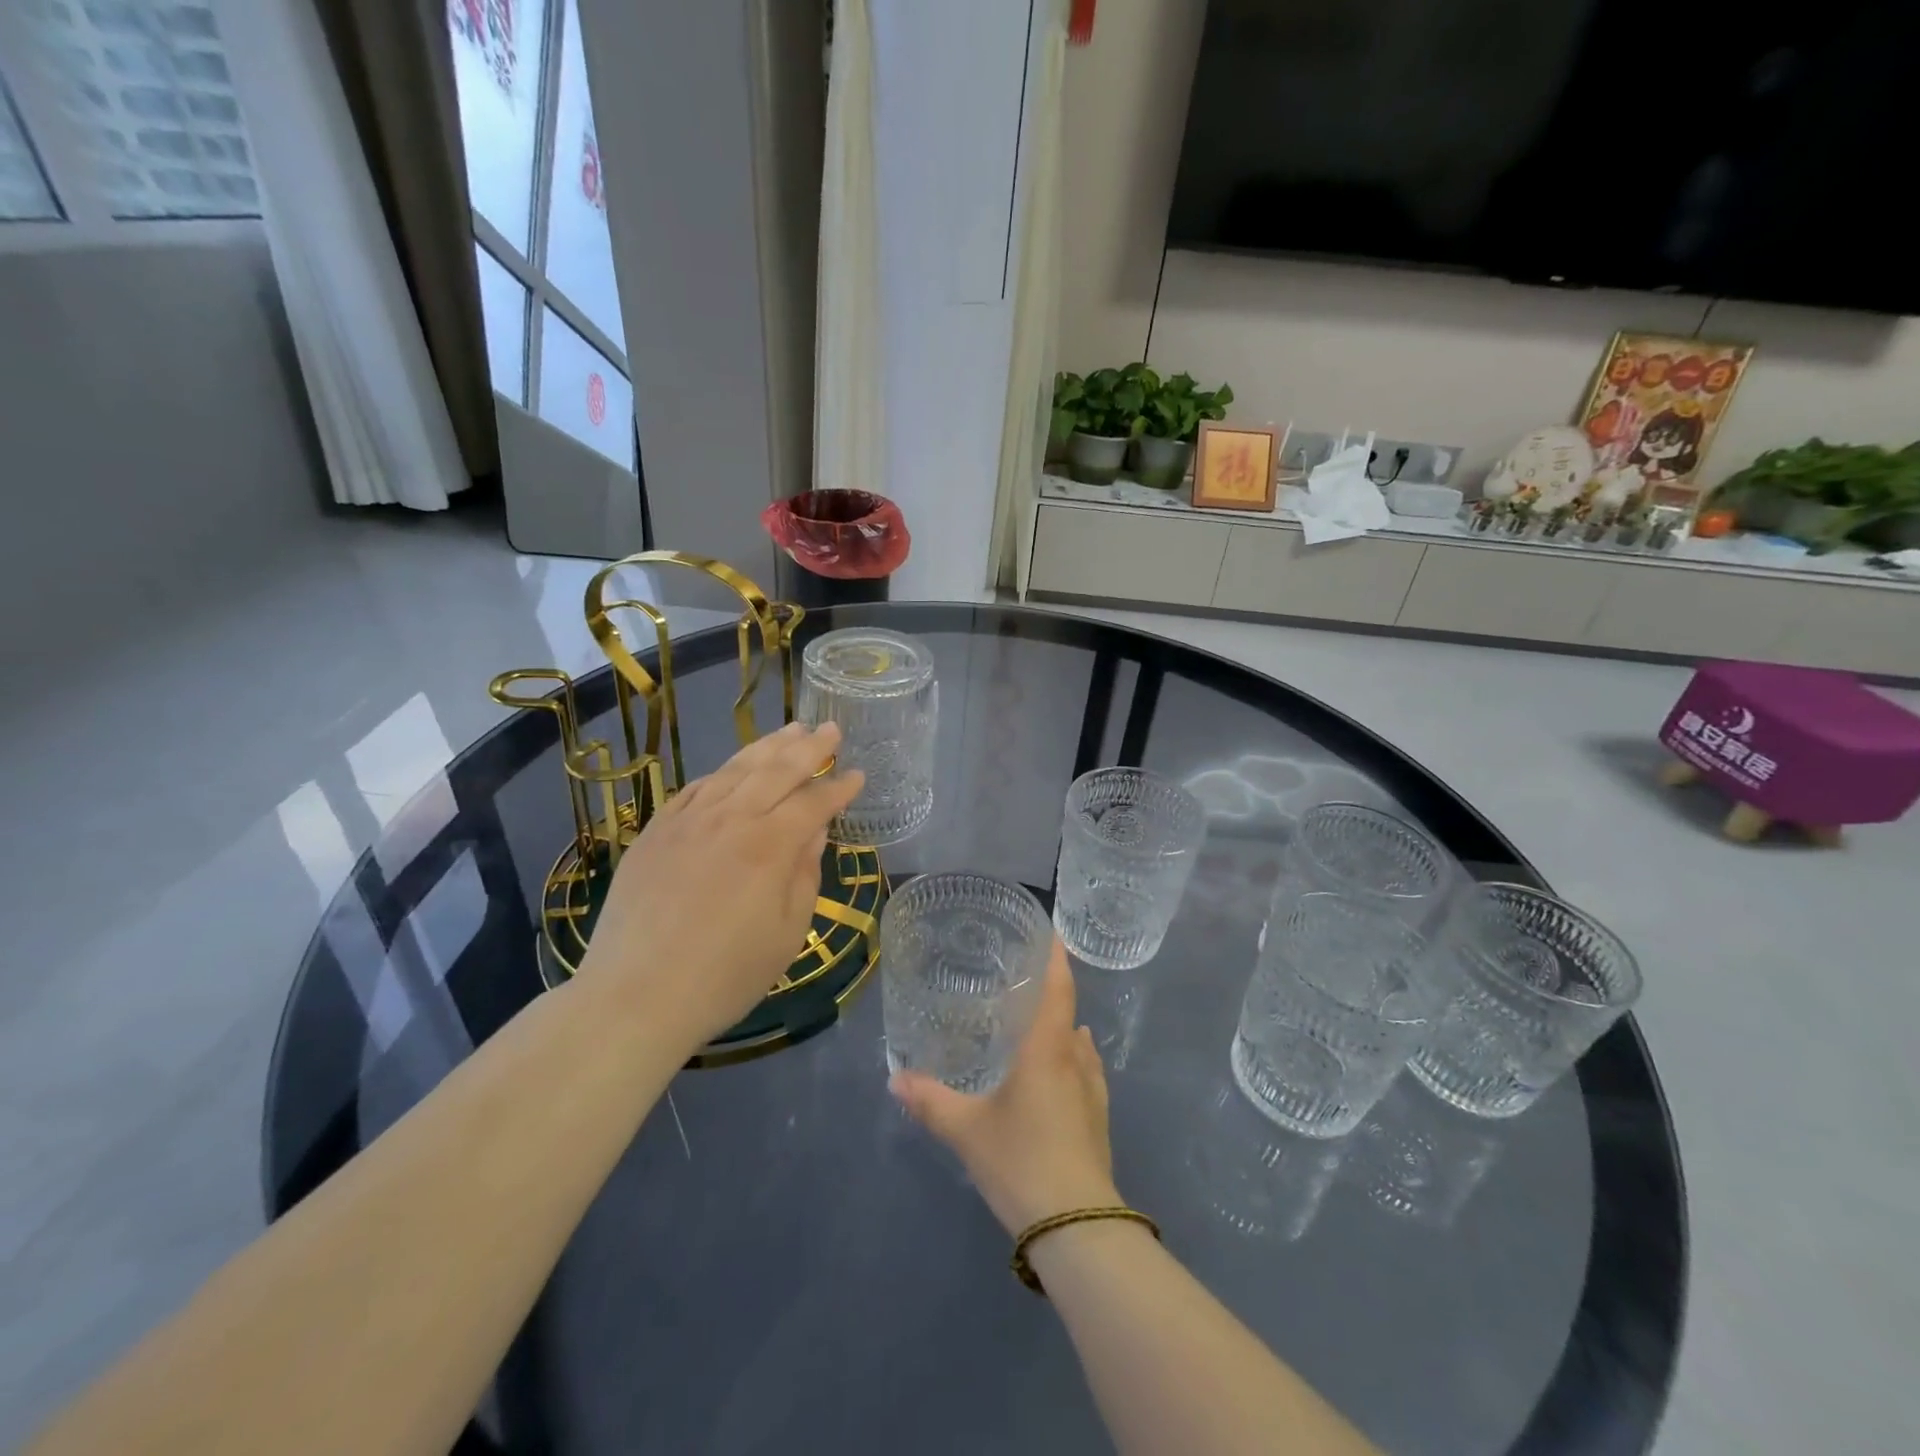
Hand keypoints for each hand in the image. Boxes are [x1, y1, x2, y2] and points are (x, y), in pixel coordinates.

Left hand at [578, 722, 862, 1052]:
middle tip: (830, 728)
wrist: (636, 996)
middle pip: (777, 770)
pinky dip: (723, 772)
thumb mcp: (788, 932)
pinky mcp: (657, 831)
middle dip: (810, 747)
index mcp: (769, 846)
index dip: (839, 787)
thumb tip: (814, 830)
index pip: (814, 802)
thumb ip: (805, 873)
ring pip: (735, 769)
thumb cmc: (726, 975)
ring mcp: (688, 821)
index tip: (857, 775)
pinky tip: (734, 768)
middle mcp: (731, 819)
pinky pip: (696, 788)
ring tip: (791, 730)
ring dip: (767, 747)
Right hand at [890, 940, 1119, 1234]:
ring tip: (1038, 1023)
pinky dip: (1071, 1061)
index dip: (1055, 957)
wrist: (1078, 1227)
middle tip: (1024, 980)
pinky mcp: (1099, 1122)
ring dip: (1064, 1029)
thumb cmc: (1022, 1160)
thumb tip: (895, 1078)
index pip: (1058, 988)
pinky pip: (1086, 1074)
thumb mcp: (967, 1130)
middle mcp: (1075, 1060)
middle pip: (1069, 1014)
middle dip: (1052, 993)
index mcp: (1048, 1049)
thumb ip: (930, 1101)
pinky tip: (1059, 1073)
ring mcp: (1093, 1093)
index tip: (1050, 931)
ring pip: (1080, 1046)